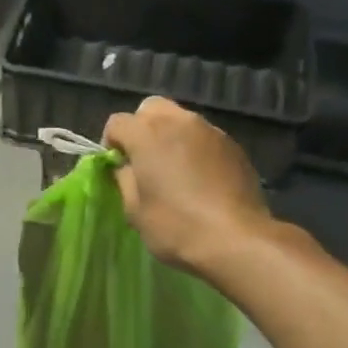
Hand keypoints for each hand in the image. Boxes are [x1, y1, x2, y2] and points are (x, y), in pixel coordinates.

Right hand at [103, 97, 272, 273]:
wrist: (236, 239)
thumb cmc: (176, 225)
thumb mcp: (134, 210)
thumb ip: (125, 179)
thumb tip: (126, 168)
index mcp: (146, 134)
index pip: (117, 122)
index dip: (111, 143)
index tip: (117, 166)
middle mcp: (178, 121)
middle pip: (151, 108)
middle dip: (142, 127)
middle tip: (145, 159)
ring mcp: (209, 130)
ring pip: (181, 119)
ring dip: (171, 136)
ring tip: (175, 168)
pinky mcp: (233, 144)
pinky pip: (205, 136)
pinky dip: (196, 148)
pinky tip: (201, 177)